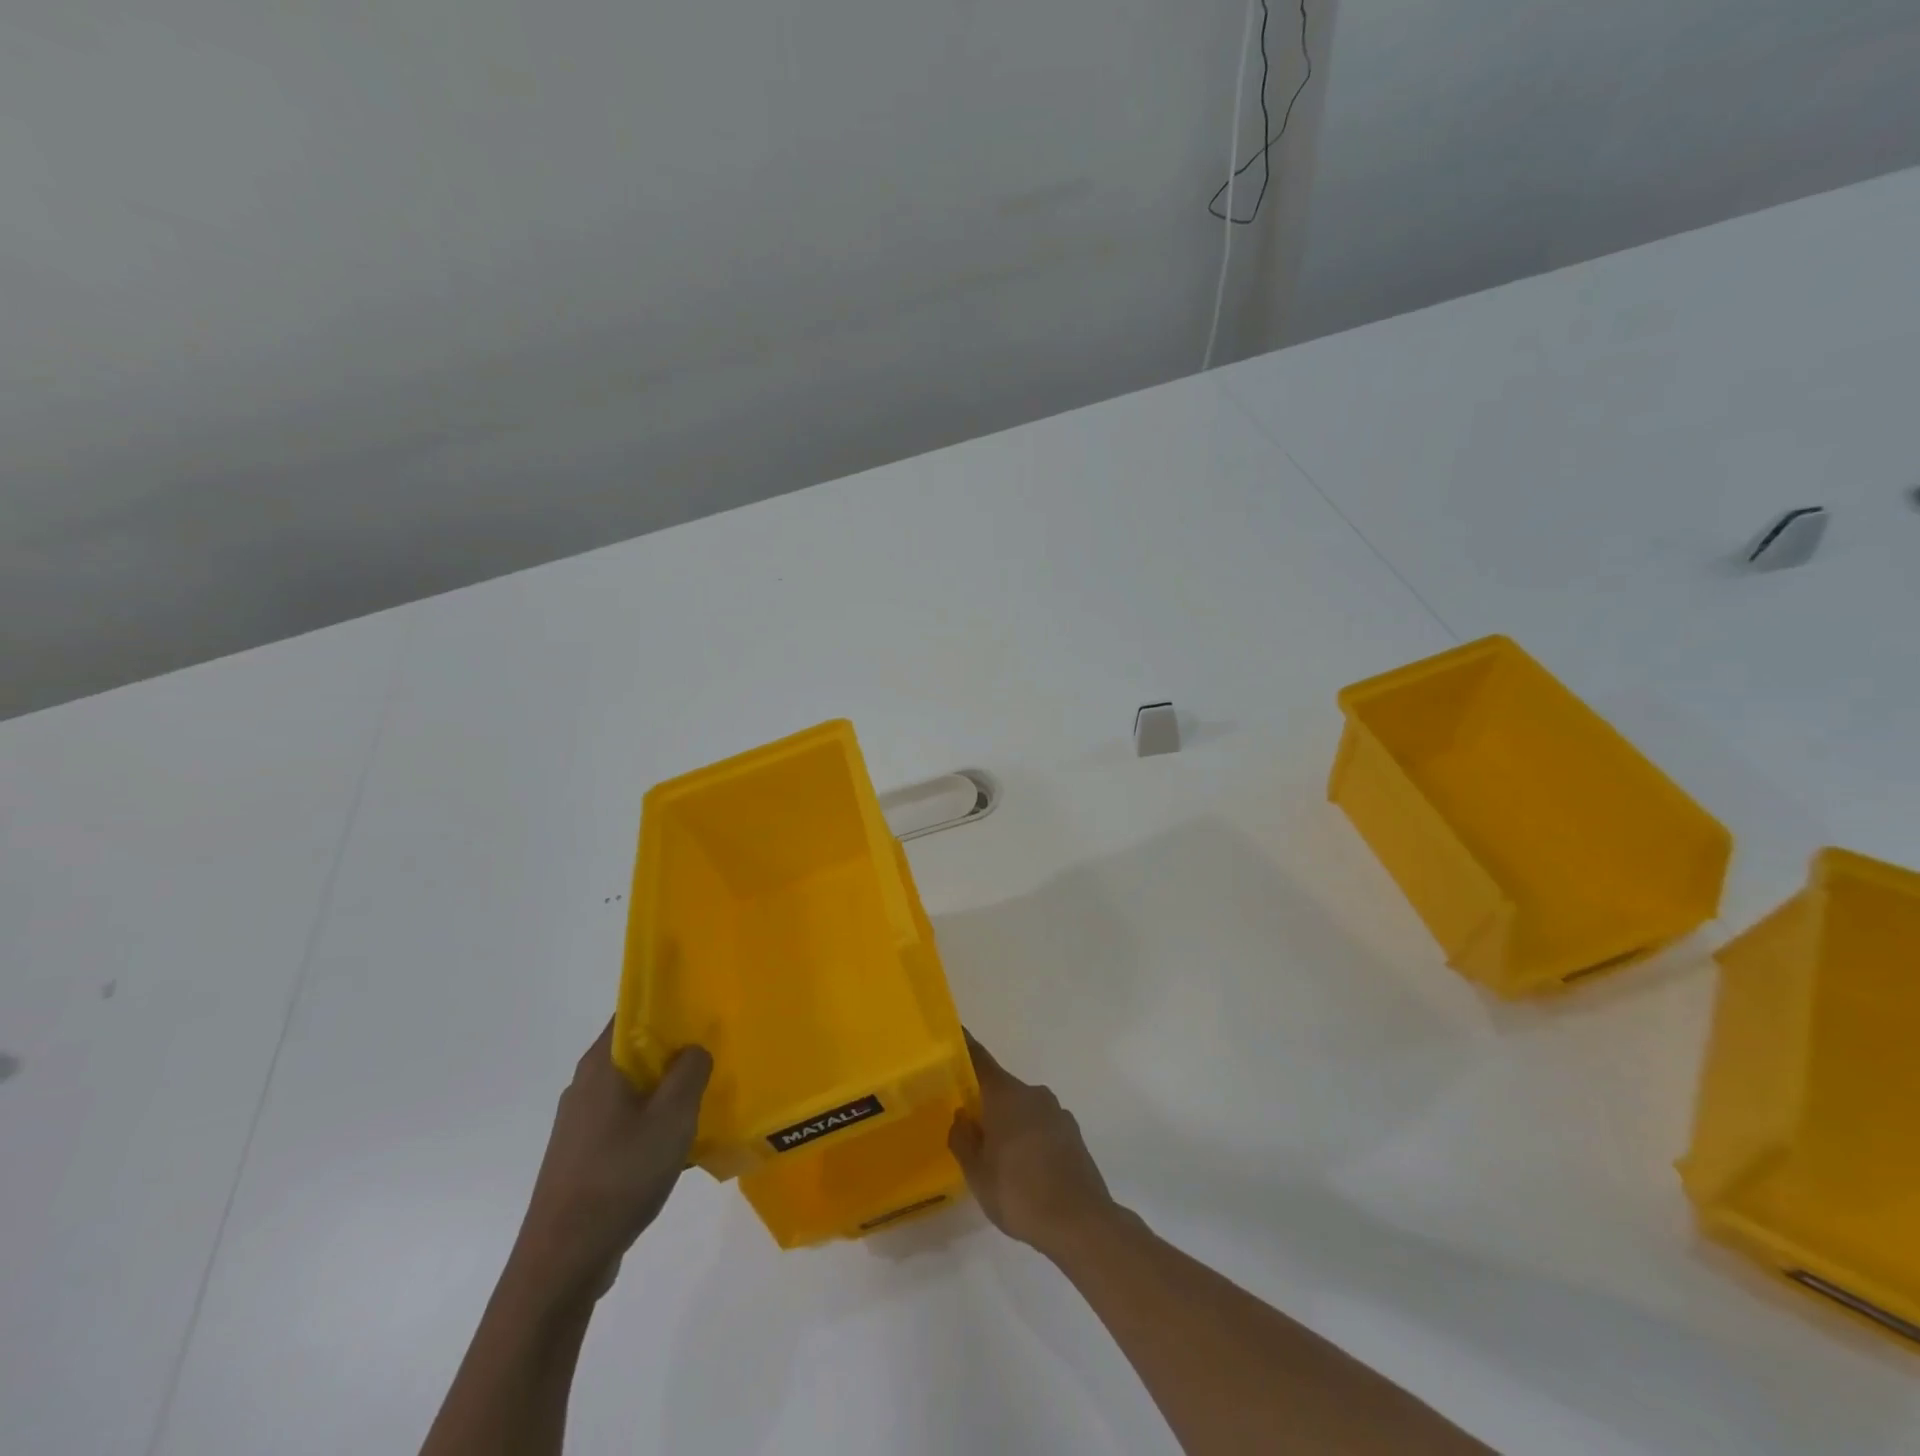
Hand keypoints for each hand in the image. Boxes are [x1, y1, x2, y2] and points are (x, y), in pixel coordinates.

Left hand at [509, 1021, 711, 1311]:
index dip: (669, 1003)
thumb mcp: (672, 1118)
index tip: (704, 1007)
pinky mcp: (585, 1154)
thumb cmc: (619, 1177)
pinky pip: (628, 1120)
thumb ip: (690, 1071)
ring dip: (668, 1089)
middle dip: (676, 1049)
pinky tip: (681, 1142)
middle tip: (717, 1051)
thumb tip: (694, 1048)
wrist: (562, 1262)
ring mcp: (582, 1122)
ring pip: (635, 1088)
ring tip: (707, 1097)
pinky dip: (654, 1120)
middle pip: (637, 1049)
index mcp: (602, 1065)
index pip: (633, 1011)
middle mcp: (587, 1085)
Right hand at [949, 1032, 1120, 1259]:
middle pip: (1002, 1088)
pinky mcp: (1073, 1135)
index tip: (954, 1036)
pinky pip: (1042, 1127)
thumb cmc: (1019, 1192)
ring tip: (997, 1156)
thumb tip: (962, 1116)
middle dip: (985, 1102)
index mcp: (1006, 1095)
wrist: (1080, 1222)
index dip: (964, 1047)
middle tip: (967, 1124)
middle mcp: (1033, 1094)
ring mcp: (1057, 1113)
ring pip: (1023, 1109)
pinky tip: (1025, 1170)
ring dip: (1009, 1123)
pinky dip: (1029, 1138)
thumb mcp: (977, 1172)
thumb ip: (963, 1139)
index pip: (979, 1059)